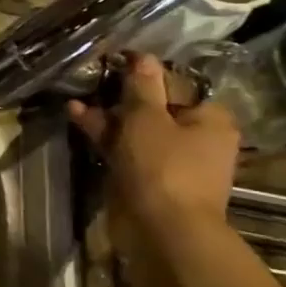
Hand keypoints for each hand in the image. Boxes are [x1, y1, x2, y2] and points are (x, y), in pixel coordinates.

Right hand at [68, 52, 239, 229]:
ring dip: (108, 117)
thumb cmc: (162, 166)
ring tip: (75, 103)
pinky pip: (126, 150)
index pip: (179, 86)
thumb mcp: (147, 118)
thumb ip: (142, 87)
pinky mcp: (149, 179)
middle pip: (157, 108)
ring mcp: (172, 161)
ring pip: (137, 130)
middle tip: (93, 82)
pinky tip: (78, 120)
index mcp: (210, 120)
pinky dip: (106, 137)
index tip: (116, 66)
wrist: (162, 229)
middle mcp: (197, 138)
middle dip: (123, 97)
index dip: (146, 75)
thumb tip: (143, 56)